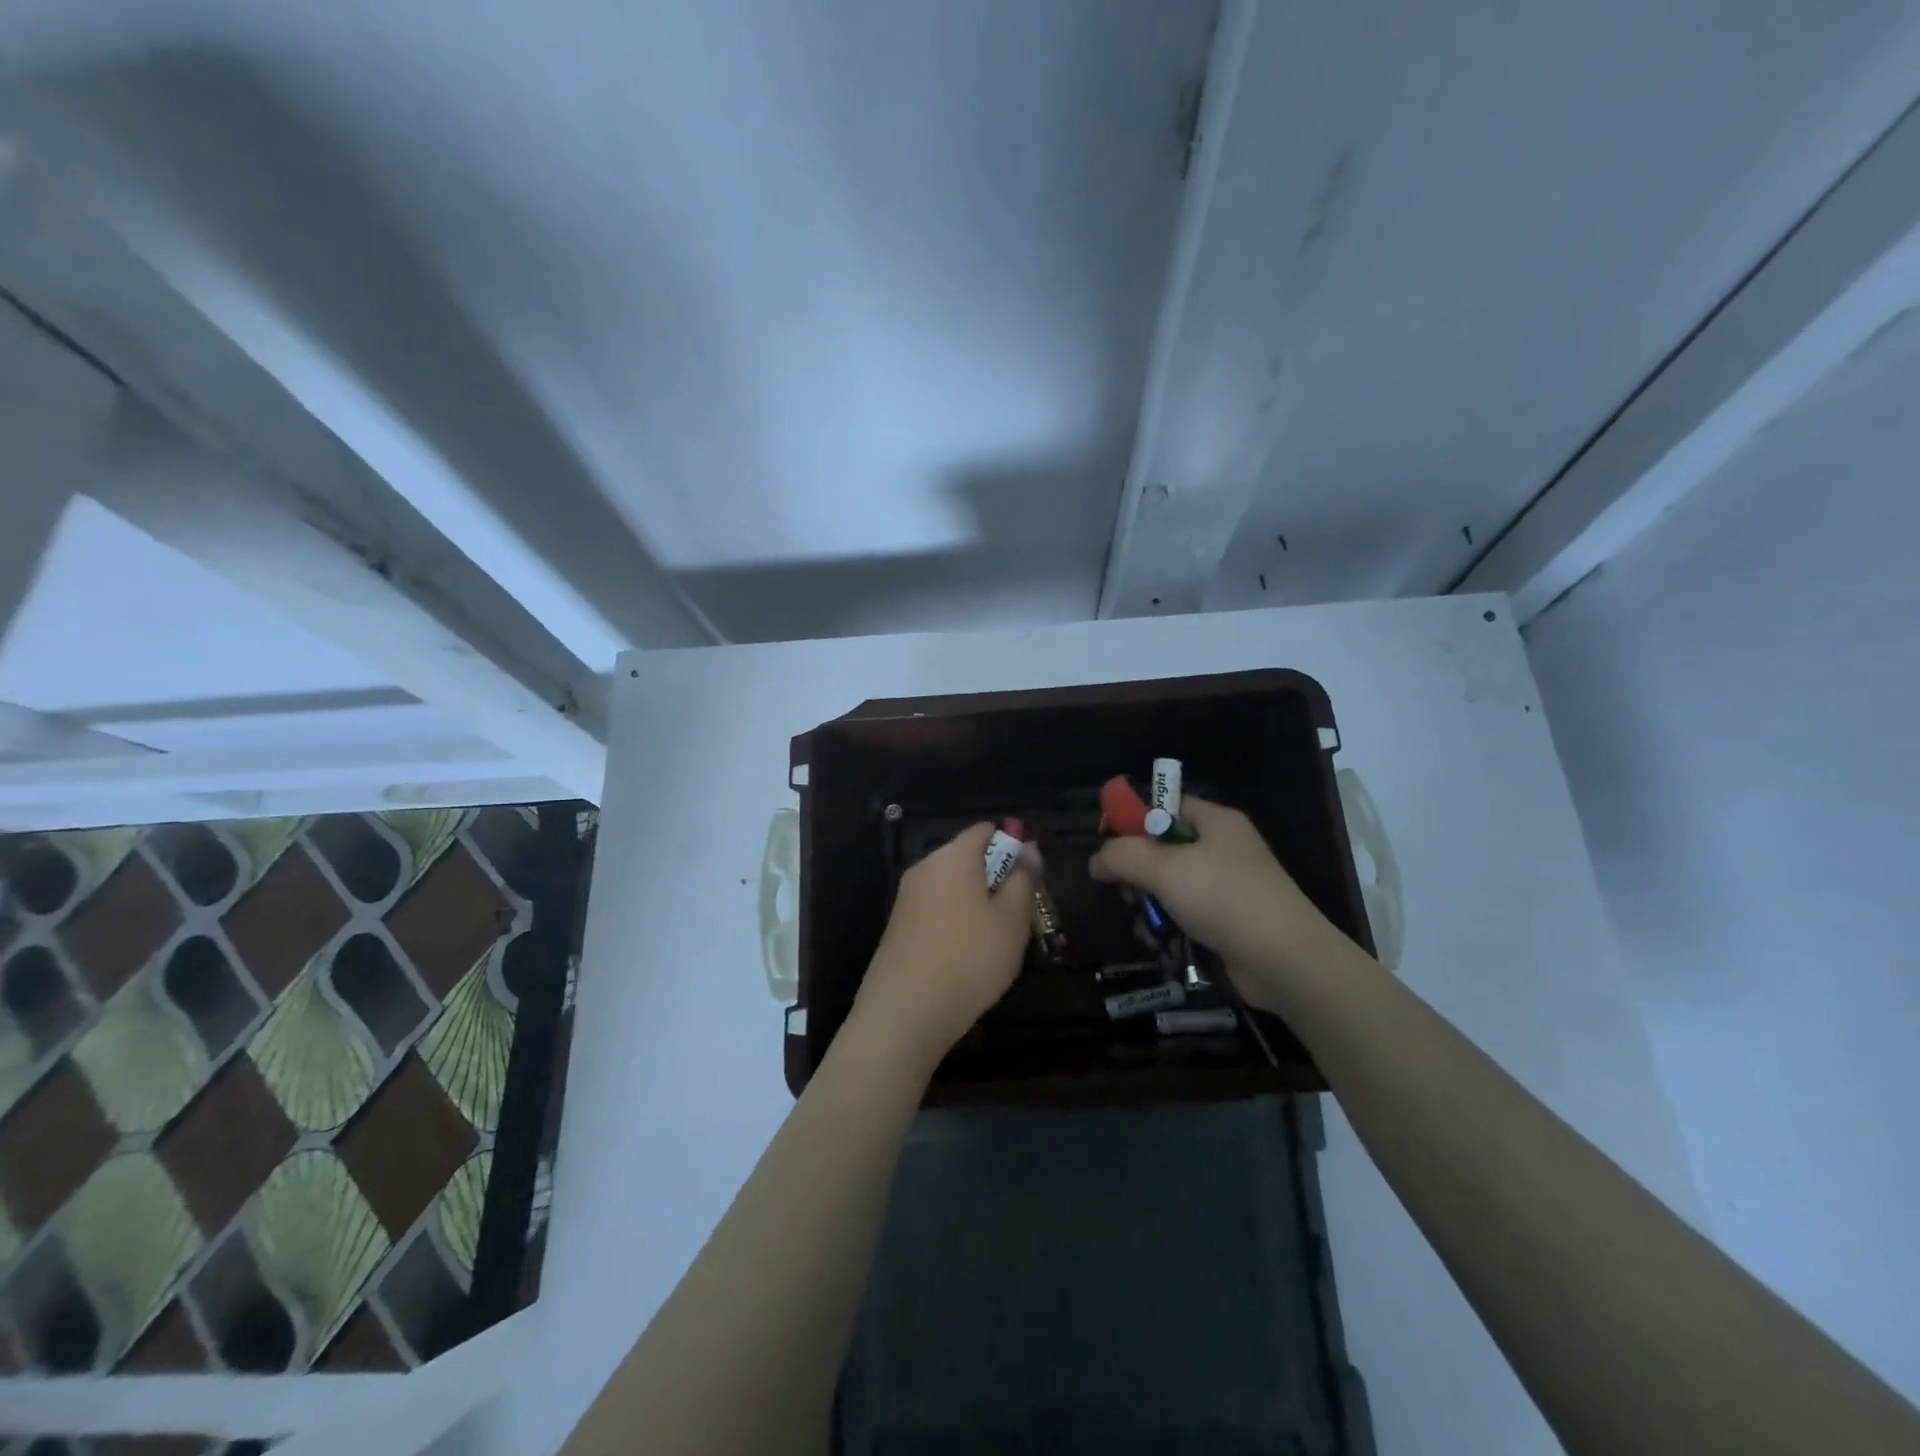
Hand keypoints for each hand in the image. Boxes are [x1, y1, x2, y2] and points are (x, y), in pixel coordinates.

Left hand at [848, 822, 1035, 1070]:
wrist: (905, 1011)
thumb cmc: (970, 958)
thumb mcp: (1012, 920)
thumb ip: (1023, 879)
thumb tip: (1029, 848)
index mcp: (953, 856)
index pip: (986, 830)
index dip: (1012, 847)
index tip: (1029, 881)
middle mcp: (925, 867)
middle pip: (968, 858)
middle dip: (996, 879)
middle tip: (1019, 917)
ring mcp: (907, 897)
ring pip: (953, 887)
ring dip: (978, 903)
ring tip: (996, 942)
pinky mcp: (898, 926)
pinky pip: (936, 909)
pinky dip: (956, 921)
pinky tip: (966, 957)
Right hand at [1088, 795, 1348, 1009]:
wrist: (1285, 961)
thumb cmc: (1224, 899)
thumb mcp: (1165, 869)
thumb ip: (1123, 856)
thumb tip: (1095, 860)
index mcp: (1216, 821)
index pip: (1164, 804)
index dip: (1131, 816)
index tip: (1104, 841)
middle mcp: (1224, 847)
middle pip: (1165, 844)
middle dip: (1137, 865)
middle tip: (1120, 886)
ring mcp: (1230, 885)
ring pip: (1172, 882)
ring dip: (1150, 899)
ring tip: (1140, 918)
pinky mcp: (1230, 920)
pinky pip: (1187, 911)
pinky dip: (1169, 922)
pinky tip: (1159, 938)